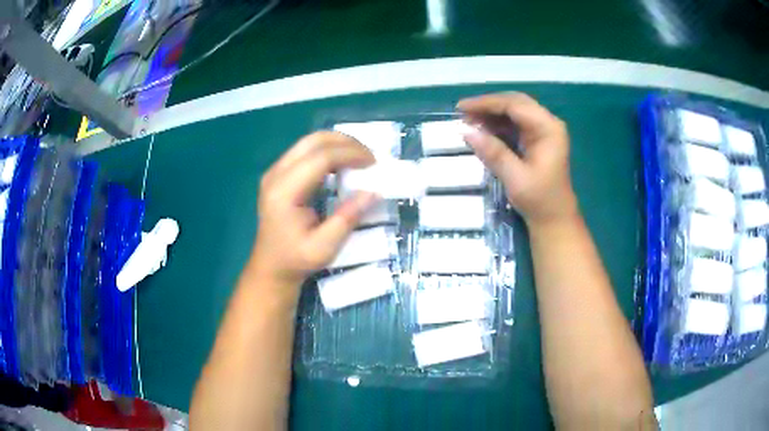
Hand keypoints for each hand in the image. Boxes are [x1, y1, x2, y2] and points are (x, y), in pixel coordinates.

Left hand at [251, 131, 377, 288]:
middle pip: (313, 141)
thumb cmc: (296, 260)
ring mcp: (275, 171)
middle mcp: (276, 174)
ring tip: (359, 158)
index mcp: (284, 192)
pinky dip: (327, 151)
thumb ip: (347, 218)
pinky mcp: (278, 173)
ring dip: (337, 144)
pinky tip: (342, 164)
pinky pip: (305, 151)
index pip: (320, 158)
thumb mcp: (325, 247)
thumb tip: (373, 191)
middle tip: (369, 157)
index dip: (350, 154)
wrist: (271, 266)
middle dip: (346, 142)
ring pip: (309, 141)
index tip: (373, 163)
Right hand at [457, 92, 578, 226]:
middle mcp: (547, 123)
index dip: (486, 103)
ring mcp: (543, 130)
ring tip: (469, 122)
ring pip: (514, 111)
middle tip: (463, 113)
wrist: (555, 218)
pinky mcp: (537, 139)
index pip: (514, 105)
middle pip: (514, 103)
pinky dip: (498, 124)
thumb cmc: (539, 200)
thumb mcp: (515, 177)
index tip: (461, 108)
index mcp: (548, 128)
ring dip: (491, 115)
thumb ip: (493, 152)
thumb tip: (465, 131)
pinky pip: (515, 123)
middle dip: (488, 106)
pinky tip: (483, 130)